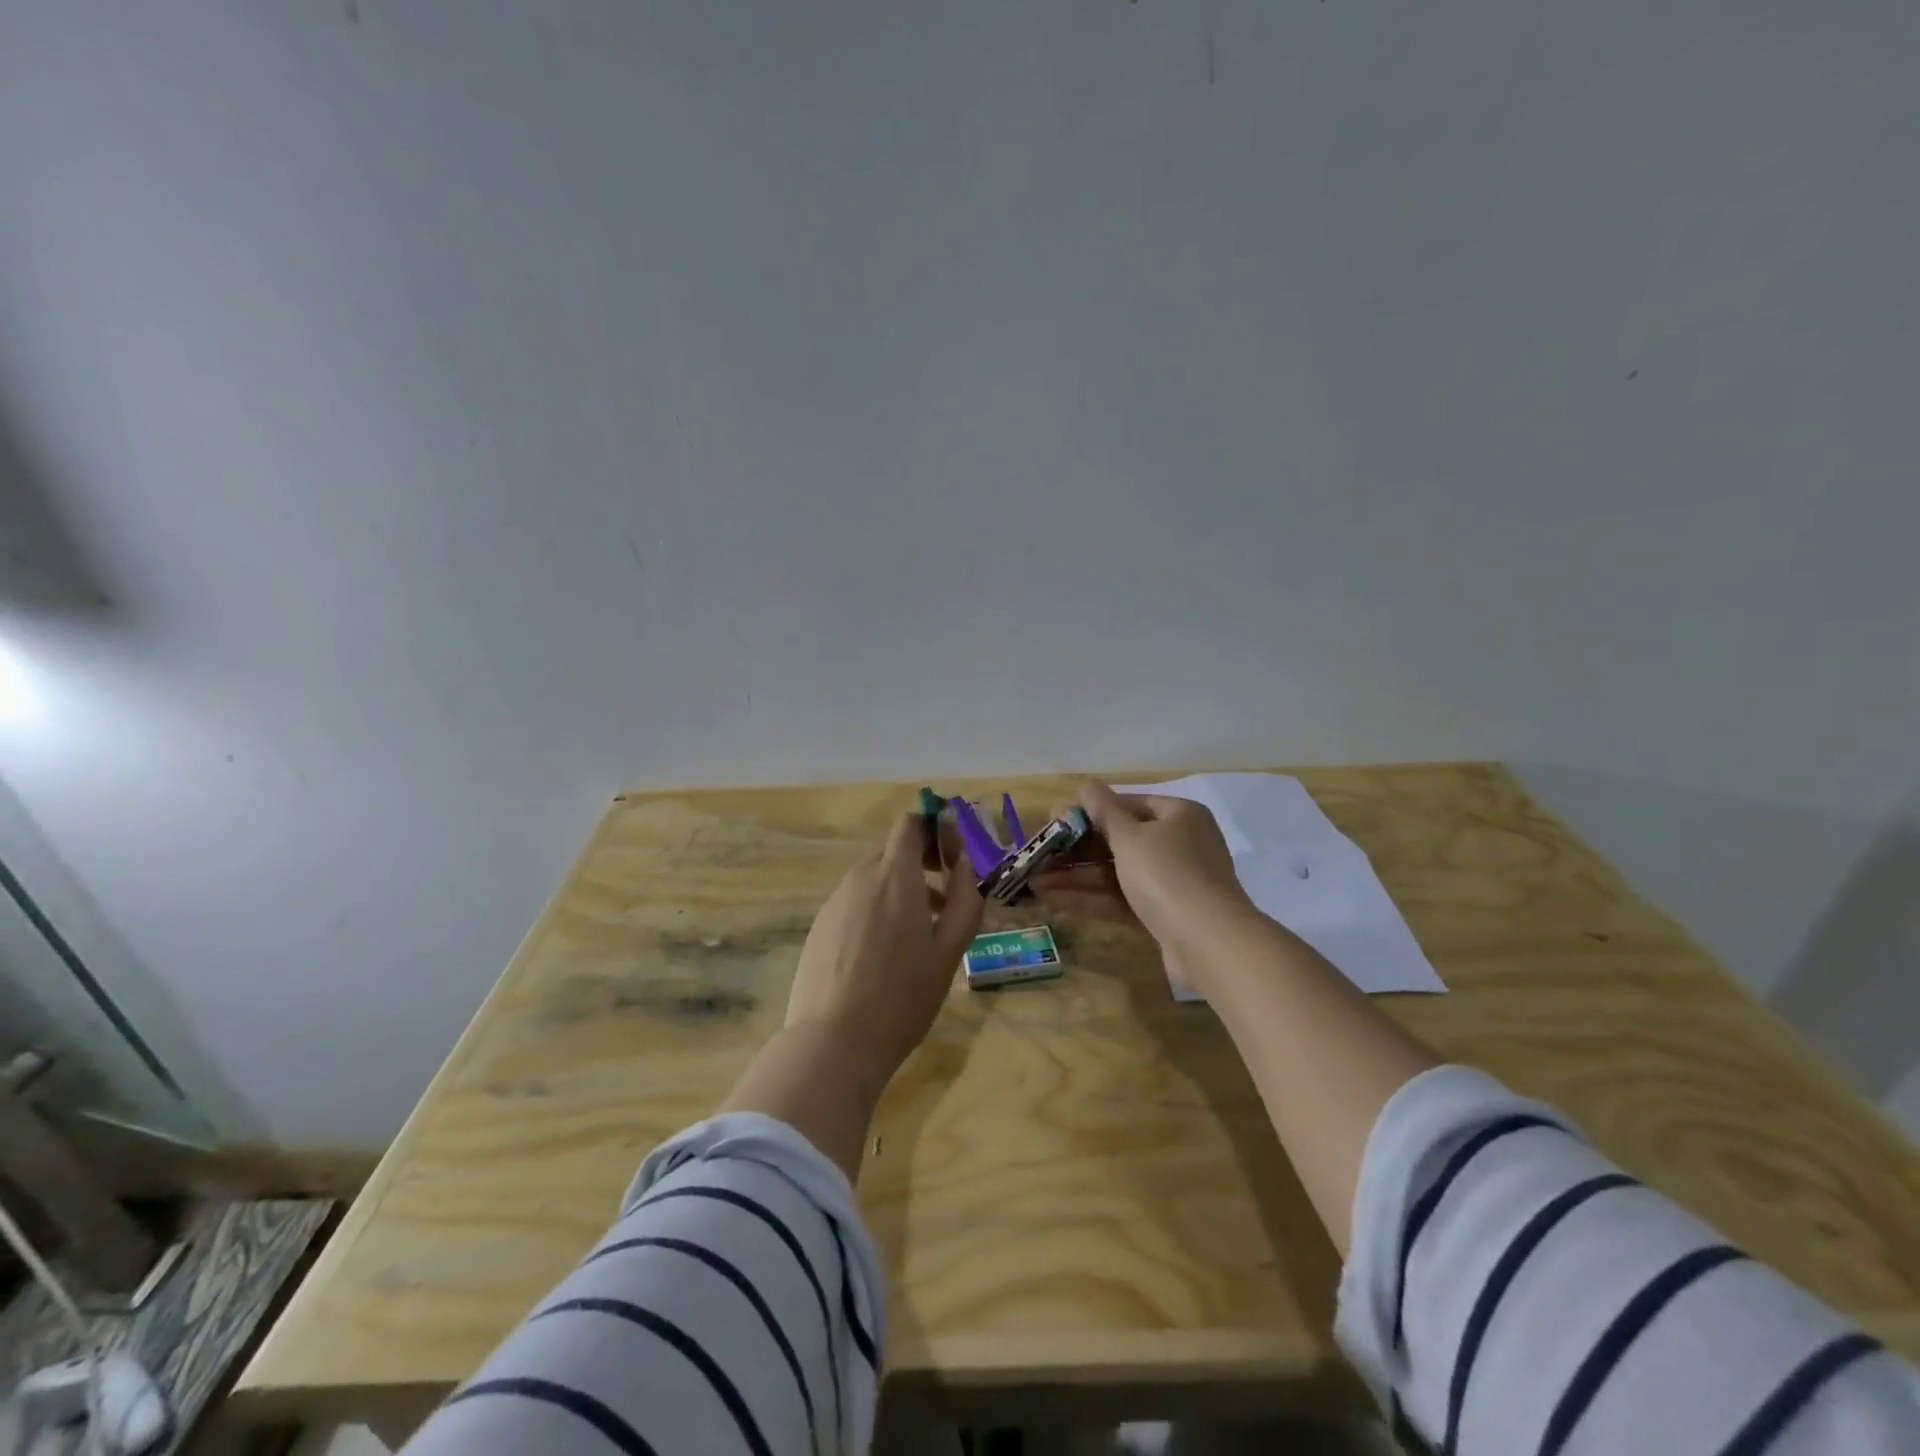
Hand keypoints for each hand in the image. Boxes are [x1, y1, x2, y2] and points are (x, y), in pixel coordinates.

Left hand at [784, 814, 983, 1081]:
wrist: (833, 1043)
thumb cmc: (902, 996)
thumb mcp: (948, 951)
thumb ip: (964, 901)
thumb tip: (966, 865)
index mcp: (894, 877)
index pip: (910, 825)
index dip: (935, 831)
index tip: (953, 860)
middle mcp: (859, 879)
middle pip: (892, 853)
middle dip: (922, 866)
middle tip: (945, 903)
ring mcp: (834, 903)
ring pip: (873, 881)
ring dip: (900, 892)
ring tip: (919, 936)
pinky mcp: (819, 928)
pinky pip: (853, 904)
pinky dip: (875, 912)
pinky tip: (883, 957)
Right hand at [1036, 780, 1250, 951]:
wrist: (1209, 943)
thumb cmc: (1167, 874)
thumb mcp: (1130, 837)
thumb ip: (1104, 811)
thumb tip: (1087, 784)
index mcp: (1178, 815)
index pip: (1127, 805)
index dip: (1088, 811)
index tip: (1054, 820)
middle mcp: (1179, 844)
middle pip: (1119, 841)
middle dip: (1075, 851)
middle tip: (1038, 855)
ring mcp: (1173, 882)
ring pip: (1116, 873)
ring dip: (1076, 877)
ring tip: (1035, 882)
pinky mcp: (1164, 915)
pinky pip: (1122, 899)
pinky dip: (1092, 898)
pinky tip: (1055, 900)